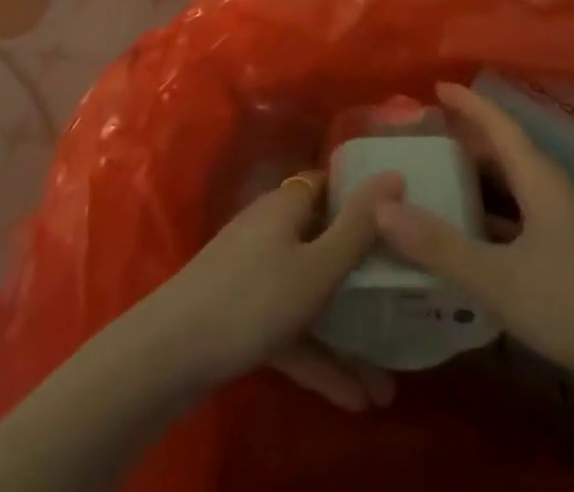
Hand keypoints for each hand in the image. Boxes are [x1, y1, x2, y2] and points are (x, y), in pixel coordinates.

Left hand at [141, 168, 405, 412]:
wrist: (169, 354)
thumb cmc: (253, 297)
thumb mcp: (317, 266)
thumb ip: (359, 226)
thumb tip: (395, 173)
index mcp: (289, 204)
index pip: (333, 185)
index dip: (366, 200)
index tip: (404, 222)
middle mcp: (274, 229)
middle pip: (327, 243)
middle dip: (364, 281)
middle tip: (404, 303)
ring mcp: (256, 273)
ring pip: (311, 295)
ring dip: (346, 334)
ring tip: (387, 382)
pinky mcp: (244, 314)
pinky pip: (291, 328)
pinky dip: (318, 356)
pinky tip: (353, 399)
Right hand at [373, 82, 573, 379]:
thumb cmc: (573, 305)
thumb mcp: (499, 278)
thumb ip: (440, 245)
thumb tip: (382, 207)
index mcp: (537, 178)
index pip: (498, 124)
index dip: (467, 103)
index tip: (435, 87)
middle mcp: (547, 191)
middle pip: (501, 152)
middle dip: (463, 140)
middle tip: (421, 137)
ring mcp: (556, 225)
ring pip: (507, 188)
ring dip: (472, 180)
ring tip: (432, 179)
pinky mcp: (559, 256)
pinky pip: (512, 219)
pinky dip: (484, 217)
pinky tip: (461, 237)